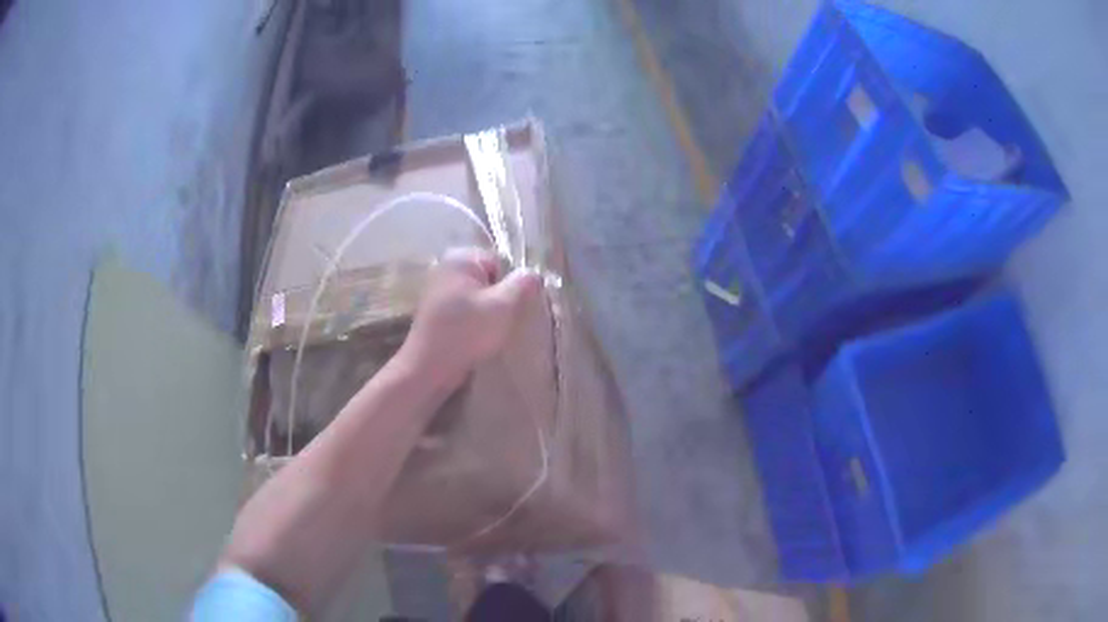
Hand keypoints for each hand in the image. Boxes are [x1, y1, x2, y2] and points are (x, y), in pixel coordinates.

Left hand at [398, 248, 542, 388]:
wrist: (429, 368)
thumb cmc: (466, 332)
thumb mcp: (503, 306)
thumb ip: (523, 284)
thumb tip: (534, 274)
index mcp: (461, 258)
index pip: (500, 263)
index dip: (511, 285)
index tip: (512, 308)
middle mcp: (446, 267)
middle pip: (489, 279)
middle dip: (501, 298)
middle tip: (504, 322)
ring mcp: (438, 290)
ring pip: (478, 296)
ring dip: (489, 313)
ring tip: (492, 333)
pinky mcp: (436, 312)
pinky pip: (465, 310)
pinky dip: (474, 321)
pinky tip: (478, 338)